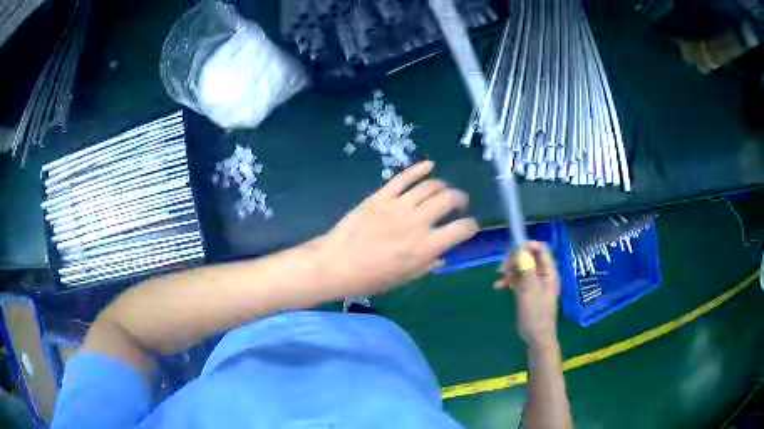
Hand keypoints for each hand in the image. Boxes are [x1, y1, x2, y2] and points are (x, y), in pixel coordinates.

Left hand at [318, 161, 478, 296]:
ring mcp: (398, 206)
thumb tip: (442, 254)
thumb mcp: (403, 279)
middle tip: (459, 204)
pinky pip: (403, 178)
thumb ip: (427, 265)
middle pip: (449, 200)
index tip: (470, 227)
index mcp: (424, 248)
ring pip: (429, 186)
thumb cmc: (370, 279)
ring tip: (443, 190)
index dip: (471, 226)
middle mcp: (416, 223)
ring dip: (442, 186)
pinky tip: (429, 165)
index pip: (461, 229)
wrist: (335, 264)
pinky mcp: (380, 196)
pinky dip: (419, 169)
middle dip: (460, 199)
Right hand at [495, 242, 560, 349]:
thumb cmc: (535, 315)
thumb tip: (520, 249)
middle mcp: (543, 275)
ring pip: (522, 267)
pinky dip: (510, 280)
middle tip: (502, 268)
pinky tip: (499, 286)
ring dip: (510, 270)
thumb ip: (526, 269)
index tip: (511, 253)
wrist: (536, 337)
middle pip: (529, 256)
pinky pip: (519, 279)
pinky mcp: (529, 291)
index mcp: (549, 272)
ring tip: (500, 280)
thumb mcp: (530, 291)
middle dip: (515, 259)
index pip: (540, 249)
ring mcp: (536, 283)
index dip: (526, 246)